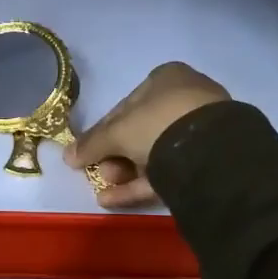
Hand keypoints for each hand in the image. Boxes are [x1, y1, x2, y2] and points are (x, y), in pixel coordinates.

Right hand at [66, 63, 228, 208]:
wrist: (210, 151)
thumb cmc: (158, 123)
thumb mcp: (117, 132)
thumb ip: (91, 144)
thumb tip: (67, 156)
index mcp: (166, 79)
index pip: (125, 106)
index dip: (102, 131)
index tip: (88, 152)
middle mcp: (185, 99)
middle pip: (139, 131)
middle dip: (115, 156)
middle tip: (100, 173)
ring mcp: (200, 130)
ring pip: (154, 152)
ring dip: (125, 172)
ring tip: (105, 189)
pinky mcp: (208, 159)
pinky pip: (169, 169)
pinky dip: (141, 184)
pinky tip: (114, 200)